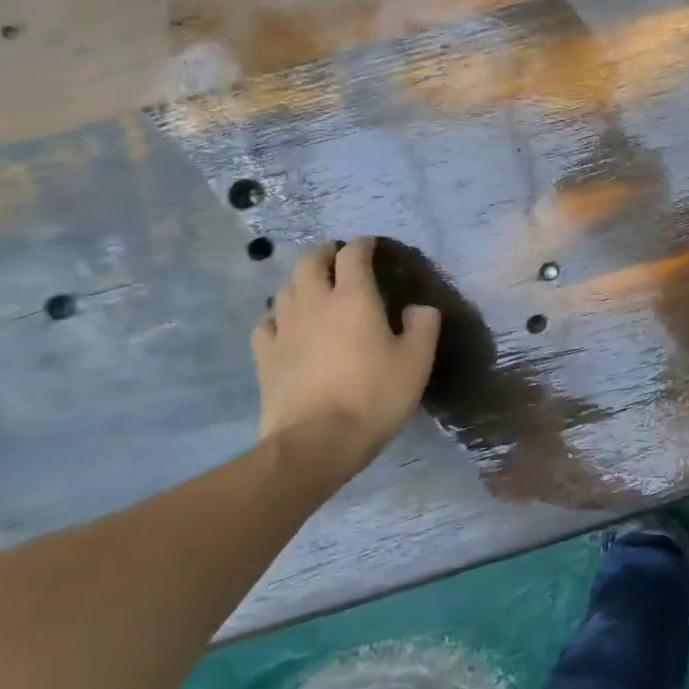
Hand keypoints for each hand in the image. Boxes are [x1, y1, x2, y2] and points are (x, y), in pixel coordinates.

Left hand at [251, 238, 441, 472]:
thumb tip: (418, 308)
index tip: (371, 245)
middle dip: (324, 253)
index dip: (363, 245)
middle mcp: (316, 304)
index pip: (353, 256)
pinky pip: (266, 322)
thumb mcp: (418, 360)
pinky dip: (277, 313)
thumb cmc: (374, 395)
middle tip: (338, 256)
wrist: (316, 442)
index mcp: (355, 298)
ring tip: (314, 285)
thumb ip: (423, 325)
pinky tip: (285, 322)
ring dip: (301, 279)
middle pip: (310, 262)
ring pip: (285, 288)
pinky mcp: (265, 356)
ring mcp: (285, 329)